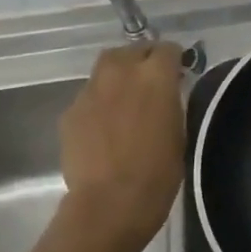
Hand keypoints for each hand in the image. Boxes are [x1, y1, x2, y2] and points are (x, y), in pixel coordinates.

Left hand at [57, 43, 185, 251]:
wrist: (110, 202)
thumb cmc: (158, 173)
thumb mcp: (179, 133)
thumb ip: (171, 103)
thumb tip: (166, 94)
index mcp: (155, 77)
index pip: (167, 48)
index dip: (174, 60)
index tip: (178, 74)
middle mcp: (120, 73)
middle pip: (131, 50)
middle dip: (142, 61)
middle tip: (151, 83)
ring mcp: (90, 91)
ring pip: (105, 69)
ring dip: (118, 78)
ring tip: (126, 102)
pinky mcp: (70, 111)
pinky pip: (89, 96)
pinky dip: (100, 103)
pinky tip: (106, 128)